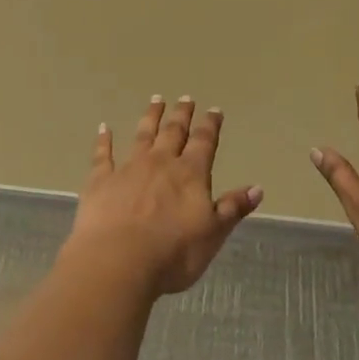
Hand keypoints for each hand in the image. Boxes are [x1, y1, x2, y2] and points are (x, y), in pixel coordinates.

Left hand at [64, 96, 262, 296]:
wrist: (118, 261)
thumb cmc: (173, 253)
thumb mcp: (213, 234)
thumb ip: (232, 208)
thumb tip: (257, 188)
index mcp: (190, 174)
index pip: (204, 142)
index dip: (210, 125)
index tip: (214, 110)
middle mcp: (161, 163)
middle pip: (173, 132)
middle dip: (181, 114)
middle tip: (185, 98)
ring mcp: (128, 168)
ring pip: (142, 135)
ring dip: (150, 117)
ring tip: (155, 100)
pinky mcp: (100, 181)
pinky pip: (103, 155)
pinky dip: (104, 140)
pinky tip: (104, 128)